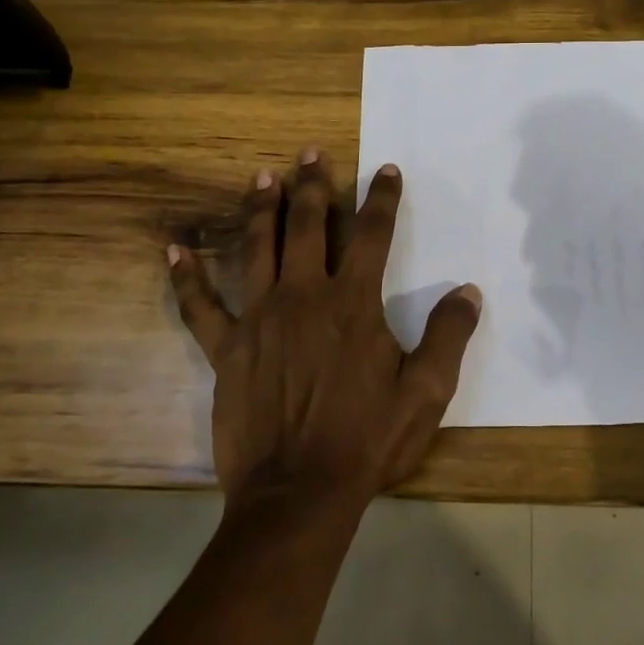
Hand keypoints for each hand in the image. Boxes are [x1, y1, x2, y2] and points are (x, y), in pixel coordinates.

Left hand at [168, 149, 482, 516]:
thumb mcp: (426, 392)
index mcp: (353, 302)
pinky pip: (200, 306)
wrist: (299, 493)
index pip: (372, 233)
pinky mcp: (226, 349)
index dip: (381, 197)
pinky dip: (187, 278)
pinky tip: (174, 251)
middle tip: (311, 151)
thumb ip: (448, 336)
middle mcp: (304, 295)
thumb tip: (468, 291)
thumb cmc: (368, 440)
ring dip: (260, 208)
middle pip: (308, 224)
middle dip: (313, 184)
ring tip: (262, 176)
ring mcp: (259, 318)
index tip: (386, 170)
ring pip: (257, 248)